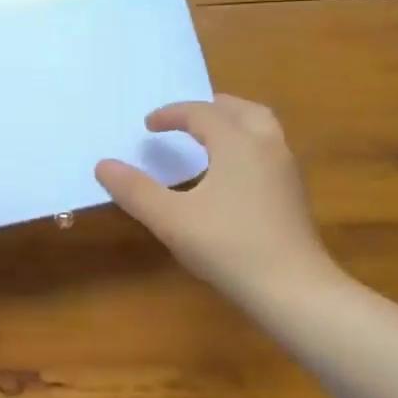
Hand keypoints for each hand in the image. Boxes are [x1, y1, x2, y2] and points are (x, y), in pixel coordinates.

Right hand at [96, 95, 339, 304]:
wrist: (292, 288)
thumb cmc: (227, 246)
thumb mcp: (170, 219)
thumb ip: (135, 190)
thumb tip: (103, 165)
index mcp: (237, 143)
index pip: (201, 113)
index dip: (172, 114)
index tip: (149, 125)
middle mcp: (267, 146)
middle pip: (242, 110)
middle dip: (212, 108)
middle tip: (188, 118)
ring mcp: (286, 171)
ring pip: (263, 129)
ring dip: (235, 124)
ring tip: (212, 139)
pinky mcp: (295, 195)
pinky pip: (270, 152)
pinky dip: (248, 147)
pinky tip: (233, 175)